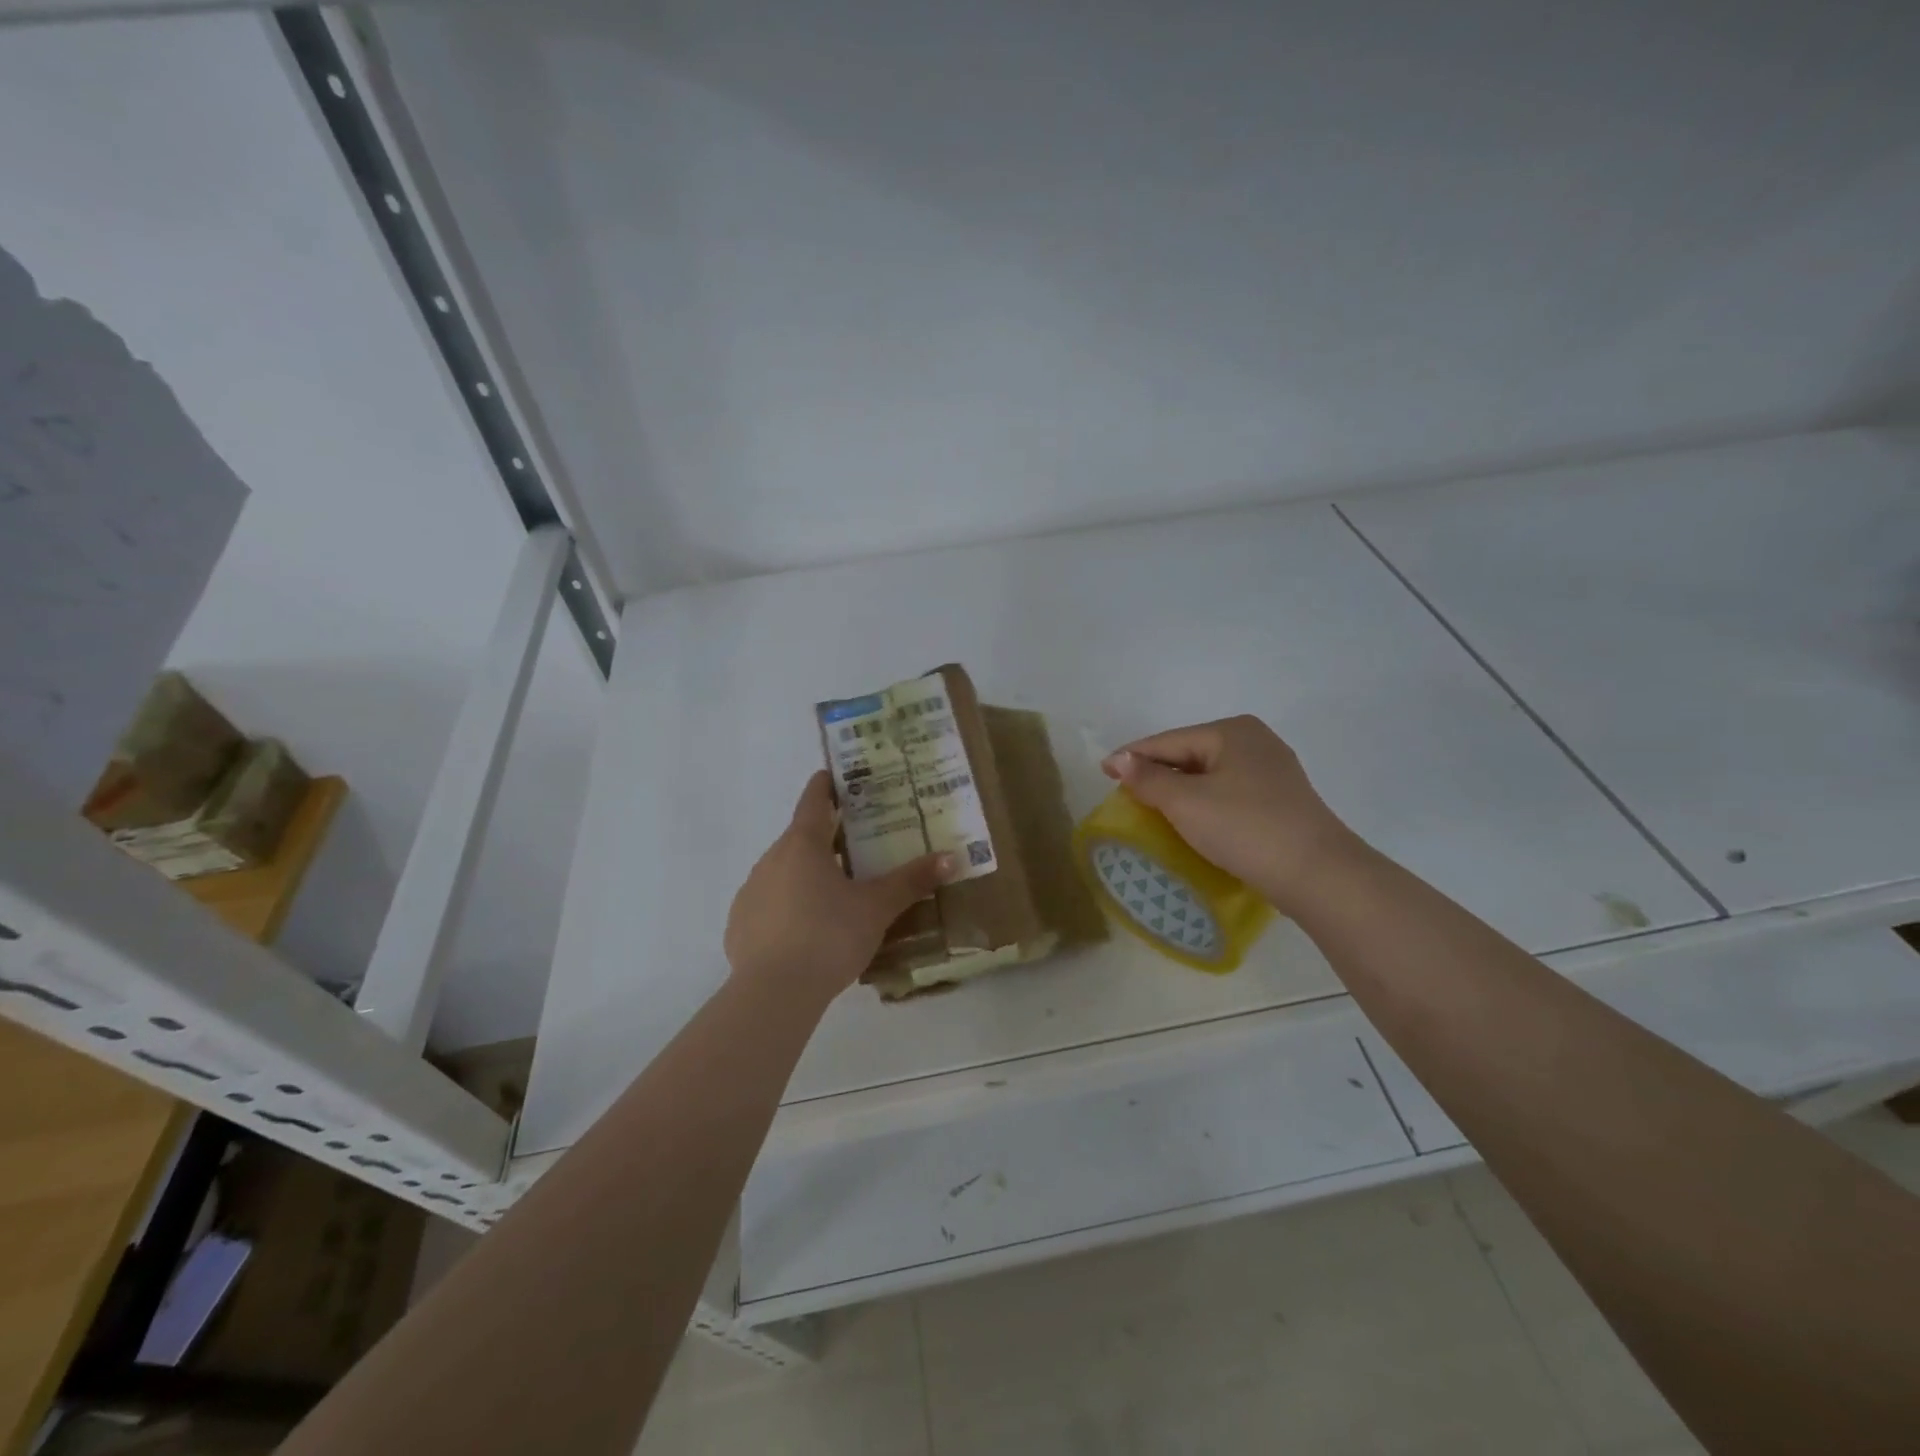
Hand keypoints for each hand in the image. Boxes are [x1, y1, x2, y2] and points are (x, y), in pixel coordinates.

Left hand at [725, 771, 951, 1003]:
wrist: (774, 992)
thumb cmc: (829, 936)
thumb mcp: (877, 908)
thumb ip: (911, 881)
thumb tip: (951, 858)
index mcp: (803, 845)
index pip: (813, 801)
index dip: (825, 786)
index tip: (832, 776)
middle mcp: (771, 859)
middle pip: (800, 838)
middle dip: (825, 838)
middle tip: (855, 845)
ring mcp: (750, 891)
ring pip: (783, 872)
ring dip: (805, 874)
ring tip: (834, 894)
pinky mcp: (739, 924)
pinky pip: (768, 904)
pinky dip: (786, 907)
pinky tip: (804, 931)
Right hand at [1103, 716, 1362, 912]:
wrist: (1318, 875)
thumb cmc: (1245, 829)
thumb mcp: (1187, 803)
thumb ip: (1148, 779)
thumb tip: (1120, 758)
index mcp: (1231, 731)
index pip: (1168, 741)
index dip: (1132, 756)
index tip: (1102, 771)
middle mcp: (1254, 741)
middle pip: (1189, 755)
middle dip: (1157, 774)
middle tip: (1124, 794)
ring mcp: (1272, 771)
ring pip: (1209, 775)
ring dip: (1180, 791)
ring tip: (1151, 809)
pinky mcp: (1280, 800)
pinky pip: (1228, 793)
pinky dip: (1204, 803)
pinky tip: (1192, 821)